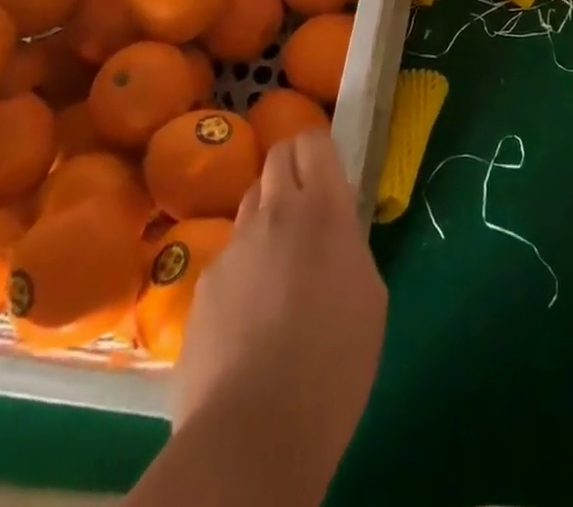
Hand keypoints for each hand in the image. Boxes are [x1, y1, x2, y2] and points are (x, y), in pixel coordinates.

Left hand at [174, 129, 386, 466]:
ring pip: (251, 202)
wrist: (254, 432)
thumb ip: (349, 244)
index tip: (330, 173)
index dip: (320, 149)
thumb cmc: (334, 364)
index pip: (313, 141)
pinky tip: (250, 316)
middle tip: (307, 207)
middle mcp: (274, 213)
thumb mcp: (369, 294)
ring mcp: (233, 247)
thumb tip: (334, 232)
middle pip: (277, 157)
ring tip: (279, 265)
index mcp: (322, 210)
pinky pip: (229, 255)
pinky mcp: (203, 285)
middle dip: (292, 168)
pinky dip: (244, 266)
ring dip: (268, 215)